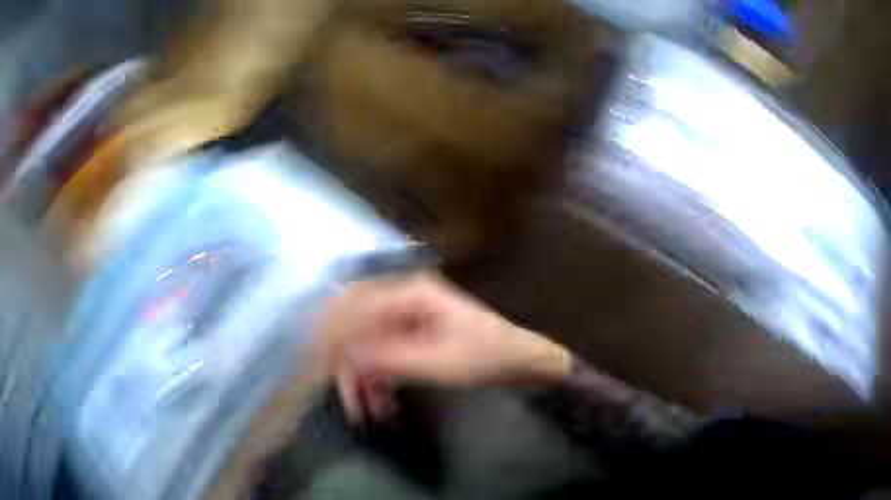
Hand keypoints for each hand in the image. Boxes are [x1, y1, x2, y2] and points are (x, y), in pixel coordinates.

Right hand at [312, 274, 570, 422]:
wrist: (521, 362)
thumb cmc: (486, 357)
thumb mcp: (437, 362)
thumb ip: (388, 358)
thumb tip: (344, 357)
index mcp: (412, 293)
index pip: (357, 308)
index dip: (334, 337)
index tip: (319, 367)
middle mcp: (405, 300)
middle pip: (360, 330)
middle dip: (351, 368)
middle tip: (346, 401)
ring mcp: (409, 319)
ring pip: (371, 347)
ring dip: (365, 380)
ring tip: (366, 414)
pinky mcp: (413, 337)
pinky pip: (385, 356)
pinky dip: (381, 381)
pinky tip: (382, 405)